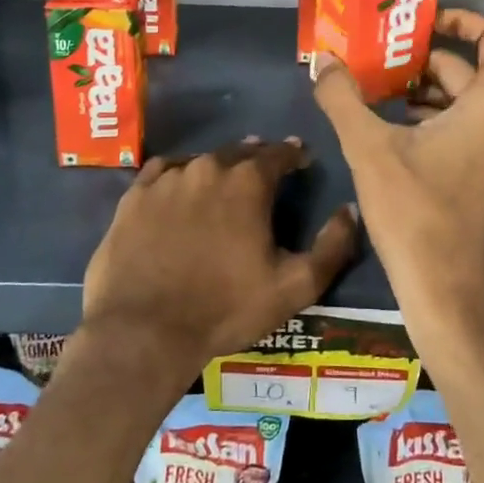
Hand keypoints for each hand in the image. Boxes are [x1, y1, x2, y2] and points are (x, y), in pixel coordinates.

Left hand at [79, 138, 359, 386]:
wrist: (144, 331)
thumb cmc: (226, 309)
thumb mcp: (295, 286)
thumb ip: (332, 246)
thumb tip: (349, 210)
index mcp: (248, 182)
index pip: (279, 153)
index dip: (294, 154)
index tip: (301, 158)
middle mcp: (207, 168)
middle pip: (239, 151)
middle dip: (257, 157)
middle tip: (265, 168)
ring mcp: (166, 179)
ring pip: (201, 160)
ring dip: (218, 166)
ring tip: (224, 179)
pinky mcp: (134, 196)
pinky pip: (163, 171)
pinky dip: (178, 174)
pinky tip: (180, 186)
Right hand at [312, 11, 483, 361]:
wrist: (453, 301)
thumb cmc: (415, 215)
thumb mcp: (369, 149)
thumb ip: (342, 97)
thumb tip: (321, 60)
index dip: (461, 19)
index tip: (422, 22)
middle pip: (473, 73)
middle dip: (424, 67)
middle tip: (379, 66)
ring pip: (475, 106)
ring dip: (431, 98)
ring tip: (382, 102)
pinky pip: (480, 135)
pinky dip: (445, 126)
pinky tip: (403, 141)